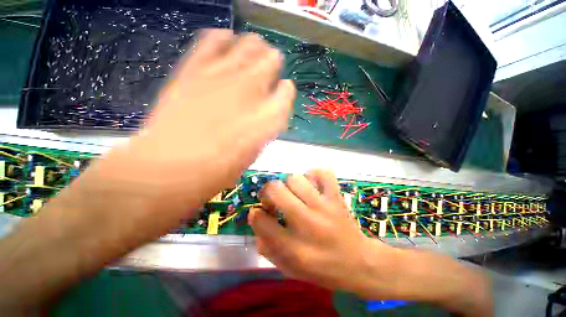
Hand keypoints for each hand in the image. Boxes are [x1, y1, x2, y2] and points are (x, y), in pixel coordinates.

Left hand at [98, 29, 295, 216]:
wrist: (171, 167)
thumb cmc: (220, 168)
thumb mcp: (253, 151)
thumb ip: (264, 127)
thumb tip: (266, 111)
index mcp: (270, 116)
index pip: (288, 90)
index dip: (285, 91)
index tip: (280, 94)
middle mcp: (253, 90)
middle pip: (273, 59)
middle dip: (273, 65)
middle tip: (266, 73)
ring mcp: (224, 75)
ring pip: (250, 43)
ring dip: (254, 49)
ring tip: (249, 55)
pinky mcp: (195, 68)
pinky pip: (214, 38)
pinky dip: (223, 39)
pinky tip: (225, 43)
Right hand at [248, 169, 396, 293]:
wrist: (359, 263)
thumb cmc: (322, 268)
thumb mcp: (290, 269)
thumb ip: (268, 249)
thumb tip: (256, 221)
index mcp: (293, 247)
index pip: (262, 221)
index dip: (255, 215)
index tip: (258, 213)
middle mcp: (307, 223)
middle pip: (276, 191)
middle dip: (267, 192)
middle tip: (273, 199)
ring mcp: (324, 207)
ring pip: (295, 179)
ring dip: (289, 184)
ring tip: (293, 193)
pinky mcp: (336, 197)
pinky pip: (323, 174)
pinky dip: (314, 174)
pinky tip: (312, 185)